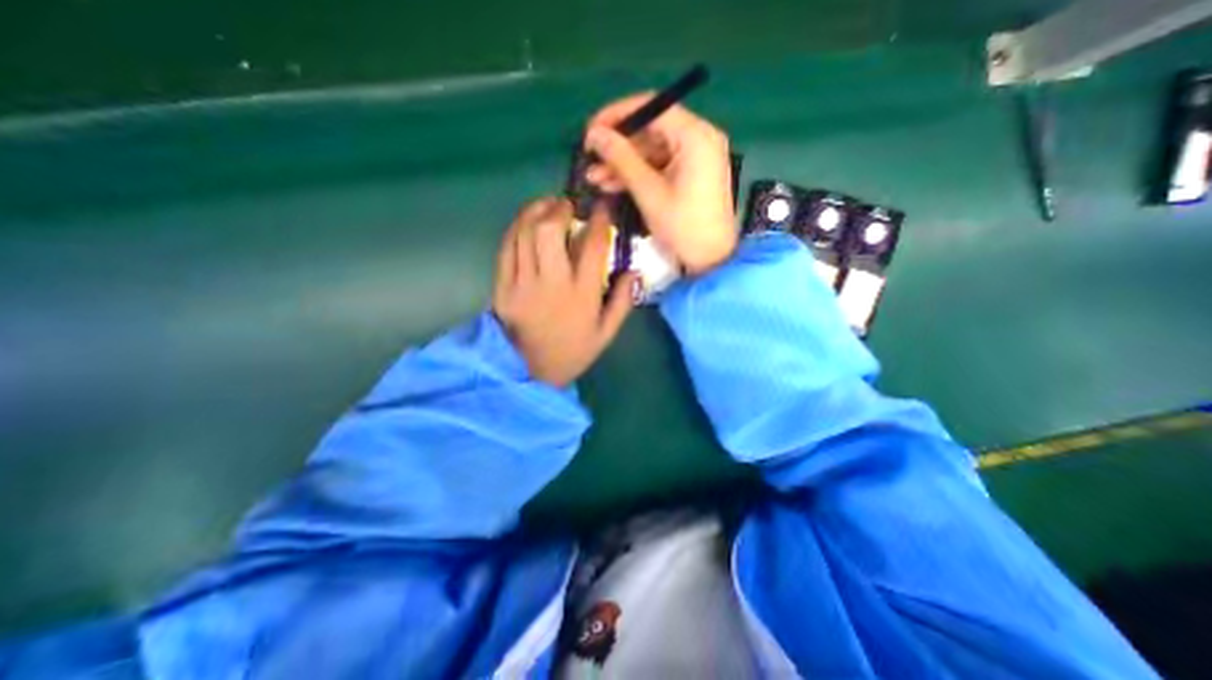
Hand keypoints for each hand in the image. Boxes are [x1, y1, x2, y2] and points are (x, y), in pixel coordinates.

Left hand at [489, 196, 636, 387]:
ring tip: (546, 206)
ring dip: (536, 211)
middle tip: (567, 204)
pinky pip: (506, 247)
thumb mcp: (606, 334)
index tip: (603, 207)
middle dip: (560, 208)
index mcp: (582, 294)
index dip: (600, 218)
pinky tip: (525, 222)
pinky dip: (516, 228)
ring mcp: (523, 283)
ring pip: (526, 232)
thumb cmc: (572, 352)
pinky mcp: (503, 286)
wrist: (528, 372)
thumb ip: (623, 302)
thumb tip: (634, 271)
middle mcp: (553, 282)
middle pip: (551, 230)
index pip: (593, 245)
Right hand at [582, 95, 732, 276]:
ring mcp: (696, 158)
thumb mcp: (648, 192)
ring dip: (623, 164)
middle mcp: (699, 138)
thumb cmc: (682, 227)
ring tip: (594, 178)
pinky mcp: (691, 175)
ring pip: (652, 151)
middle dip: (618, 147)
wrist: (711, 261)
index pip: (652, 107)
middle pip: (651, 130)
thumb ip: (621, 158)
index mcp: (695, 136)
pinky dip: (638, 175)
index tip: (590, 131)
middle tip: (589, 159)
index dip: (617, 115)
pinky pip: (660, 166)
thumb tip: (594, 133)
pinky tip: (613, 185)